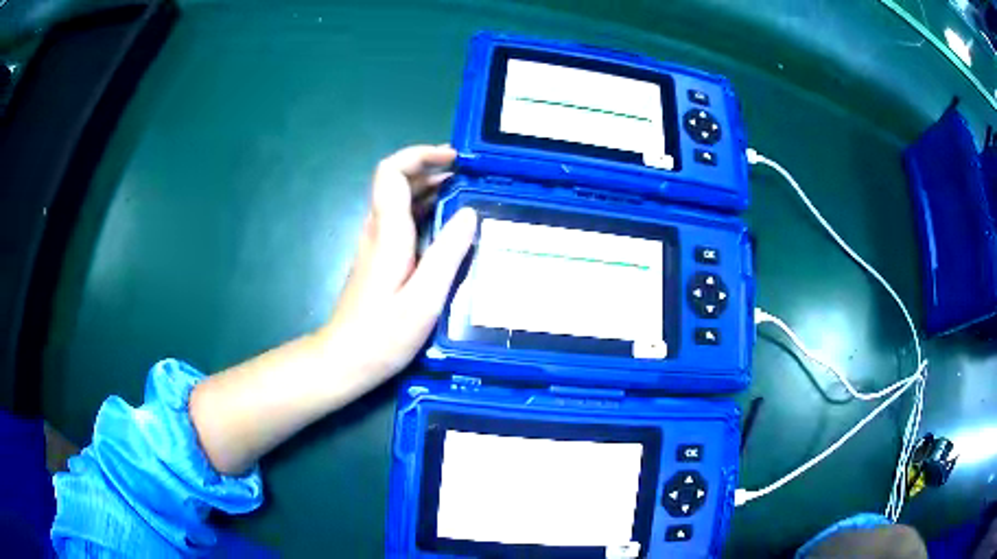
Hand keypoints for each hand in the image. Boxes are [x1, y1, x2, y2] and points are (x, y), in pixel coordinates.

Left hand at [190, 145, 475, 474]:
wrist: (345, 360)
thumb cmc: (383, 335)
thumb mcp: (424, 299)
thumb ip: (447, 254)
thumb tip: (469, 213)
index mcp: (387, 233)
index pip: (391, 173)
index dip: (419, 155)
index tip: (454, 159)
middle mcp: (377, 230)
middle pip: (395, 180)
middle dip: (430, 168)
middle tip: (469, 175)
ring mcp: (375, 244)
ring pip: (398, 200)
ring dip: (429, 188)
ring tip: (466, 194)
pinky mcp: (379, 258)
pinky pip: (401, 220)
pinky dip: (425, 210)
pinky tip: (447, 226)